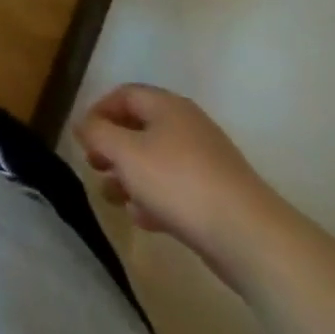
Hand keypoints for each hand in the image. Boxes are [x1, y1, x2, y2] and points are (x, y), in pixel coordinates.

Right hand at [76, 84, 286, 286]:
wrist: (251, 238)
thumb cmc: (178, 183)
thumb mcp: (124, 152)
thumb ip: (97, 134)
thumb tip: (84, 125)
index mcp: (167, 106)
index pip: (124, 95)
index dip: (98, 111)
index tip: (83, 137)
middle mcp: (188, 127)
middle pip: (140, 128)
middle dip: (112, 147)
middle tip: (94, 165)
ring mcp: (207, 163)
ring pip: (156, 161)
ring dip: (130, 176)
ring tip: (112, 197)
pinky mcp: (219, 197)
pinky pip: (177, 188)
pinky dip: (155, 198)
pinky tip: (142, 218)